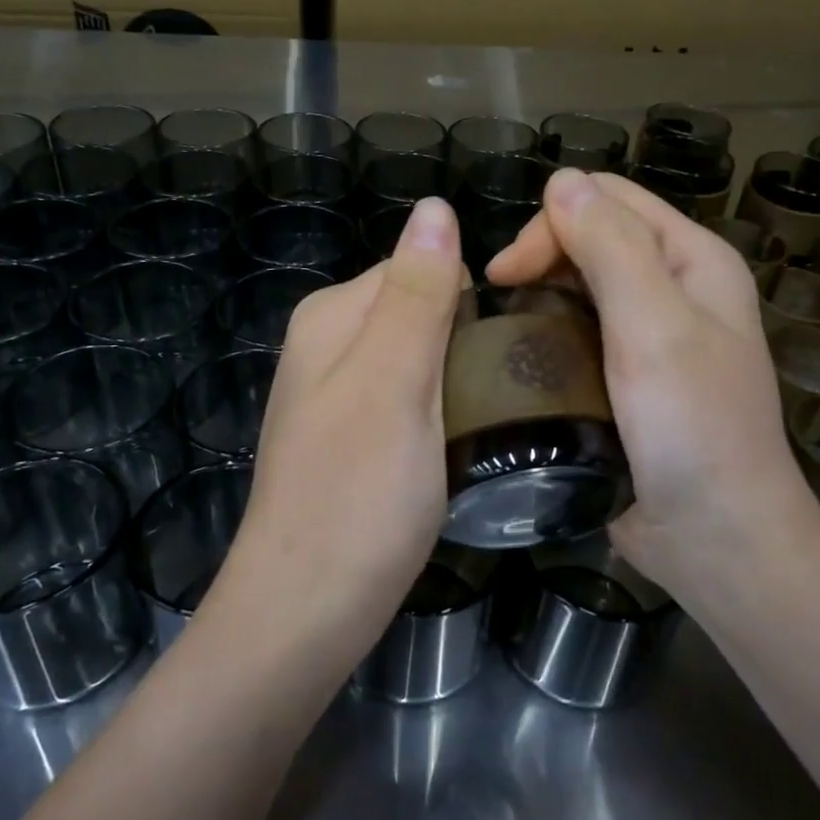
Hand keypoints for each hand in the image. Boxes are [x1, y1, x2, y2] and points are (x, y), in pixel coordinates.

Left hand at [210, 196, 463, 668]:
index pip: (424, 267)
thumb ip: (417, 295)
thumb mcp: (395, 383)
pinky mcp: (353, 435)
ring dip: (461, 378)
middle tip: (509, 393)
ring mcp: (338, 391)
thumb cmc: (357, 495)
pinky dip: (443, 410)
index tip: (513, 347)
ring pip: (423, 357)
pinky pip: (412, 397)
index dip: (473, 299)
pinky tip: (461, 444)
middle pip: (424, 310)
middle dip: (468, 340)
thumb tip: (435, 207)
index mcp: (334, 314)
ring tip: (495, 421)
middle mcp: (329, 341)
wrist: (306, 611)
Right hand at [486, 169, 819, 611]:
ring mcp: (650, 335)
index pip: (609, 199)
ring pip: (579, 284)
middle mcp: (674, 287)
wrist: (716, 541)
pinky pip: (577, 332)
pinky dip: (546, 332)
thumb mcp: (654, 328)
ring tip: (500, 328)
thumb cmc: (692, 430)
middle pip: (593, 236)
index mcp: (692, 260)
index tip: (506, 273)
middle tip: (496, 297)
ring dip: (538, 293)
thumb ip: (611, 248)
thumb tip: (561, 180)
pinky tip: (520, 357)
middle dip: (540, 254)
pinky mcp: (625, 377)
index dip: (553, 221)